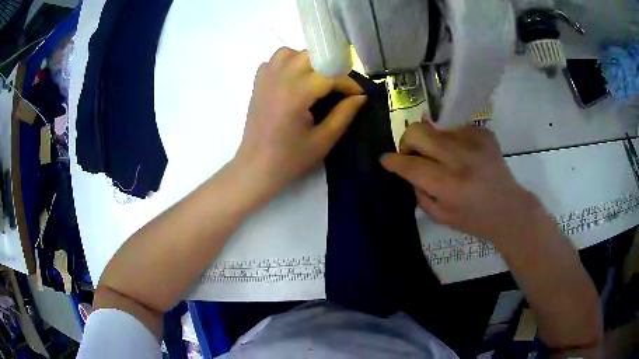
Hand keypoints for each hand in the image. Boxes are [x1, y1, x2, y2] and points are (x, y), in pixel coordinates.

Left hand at [233, 47, 366, 207]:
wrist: (256, 167)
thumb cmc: (290, 159)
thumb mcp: (324, 141)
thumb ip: (344, 114)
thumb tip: (361, 96)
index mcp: (295, 94)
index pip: (329, 74)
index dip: (348, 83)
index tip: (358, 94)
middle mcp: (279, 79)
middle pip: (311, 56)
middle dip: (330, 67)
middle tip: (339, 87)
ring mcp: (265, 78)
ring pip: (291, 52)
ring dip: (308, 61)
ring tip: (316, 80)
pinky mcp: (258, 82)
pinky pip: (275, 60)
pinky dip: (288, 63)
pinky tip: (295, 80)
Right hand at [381, 121, 543, 243]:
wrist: (509, 208)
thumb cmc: (474, 219)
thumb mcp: (440, 217)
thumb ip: (419, 192)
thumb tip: (406, 169)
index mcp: (448, 185)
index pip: (410, 165)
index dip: (393, 161)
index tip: (386, 160)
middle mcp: (460, 158)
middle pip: (418, 132)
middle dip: (407, 141)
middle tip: (413, 154)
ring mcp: (474, 141)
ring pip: (435, 127)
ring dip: (432, 142)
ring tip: (443, 157)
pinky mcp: (483, 133)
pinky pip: (455, 129)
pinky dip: (452, 140)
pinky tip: (462, 155)